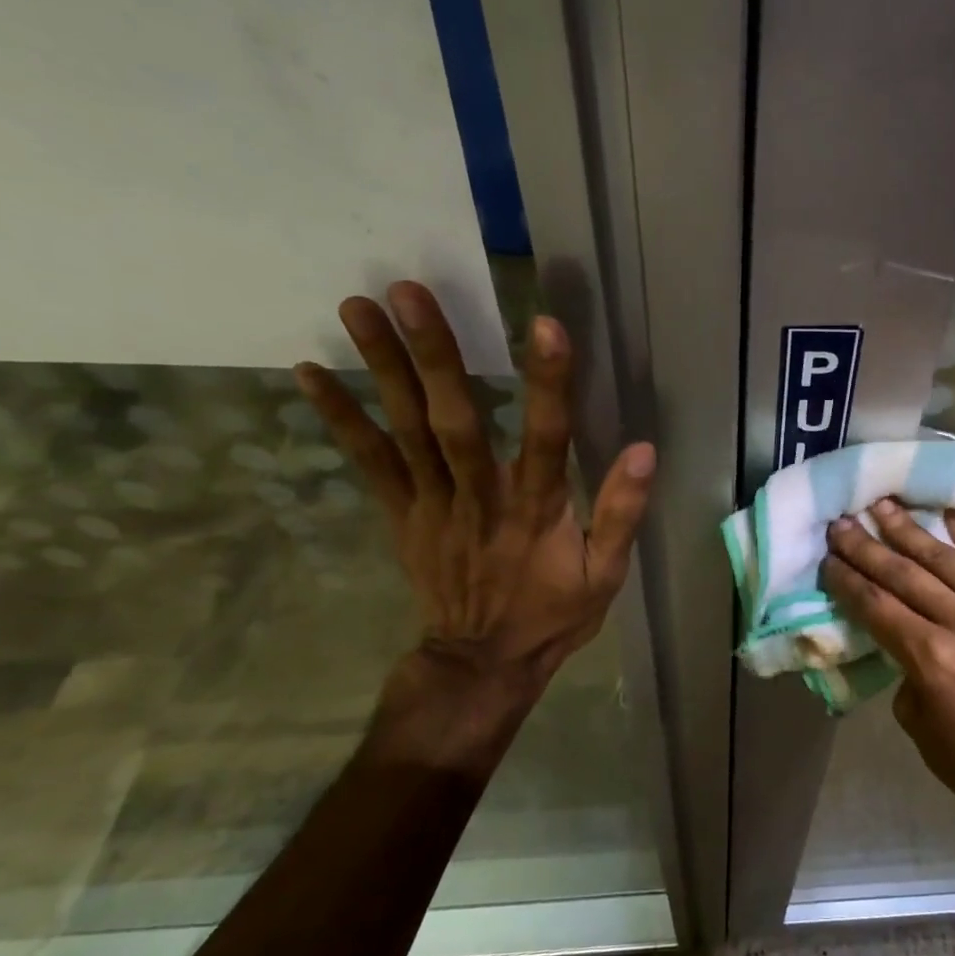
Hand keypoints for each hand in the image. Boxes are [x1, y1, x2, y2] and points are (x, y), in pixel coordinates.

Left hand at [295, 282, 654, 764]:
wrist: (482, 663)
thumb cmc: (552, 614)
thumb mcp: (605, 575)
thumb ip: (621, 512)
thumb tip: (644, 451)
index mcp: (537, 512)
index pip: (547, 439)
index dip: (548, 384)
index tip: (544, 326)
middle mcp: (480, 499)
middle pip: (456, 423)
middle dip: (433, 356)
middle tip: (407, 293)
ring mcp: (433, 506)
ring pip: (406, 432)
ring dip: (382, 369)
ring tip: (358, 307)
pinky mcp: (403, 515)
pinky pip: (369, 463)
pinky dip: (340, 418)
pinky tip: (310, 372)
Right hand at [821, 500, 954, 879]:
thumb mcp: (917, 723)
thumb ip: (906, 667)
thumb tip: (903, 633)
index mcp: (934, 660)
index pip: (878, 606)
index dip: (848, 579)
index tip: (828, 556)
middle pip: (908, 575)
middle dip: (869, 547)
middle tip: (843, 522)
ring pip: (950, 562)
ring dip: (913, 531)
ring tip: (886, 506)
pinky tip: (950, 514)